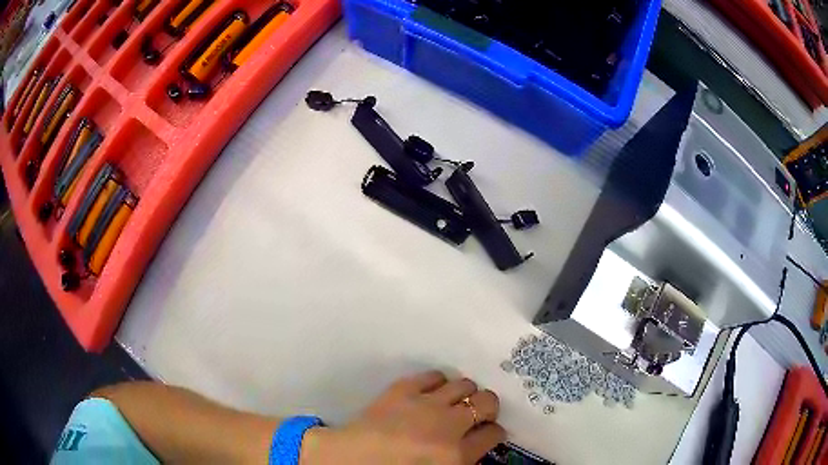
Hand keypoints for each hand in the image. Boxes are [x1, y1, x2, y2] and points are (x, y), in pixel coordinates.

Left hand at [300, 371, 504, 464]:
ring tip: (456, 401)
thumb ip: (460, 460)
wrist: (347, 460)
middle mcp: (448, 425)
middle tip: (477, 414)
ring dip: (465, 393)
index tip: (490, 433)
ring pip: (464, 384)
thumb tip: (472, 446)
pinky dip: (438, 381)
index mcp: (456, 455)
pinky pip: (432, 375)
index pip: (493, 434)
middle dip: (487, 407)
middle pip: (486, 402)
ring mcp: (425, 404)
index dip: (494, 433)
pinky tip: (433, 390)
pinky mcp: (402, 389)